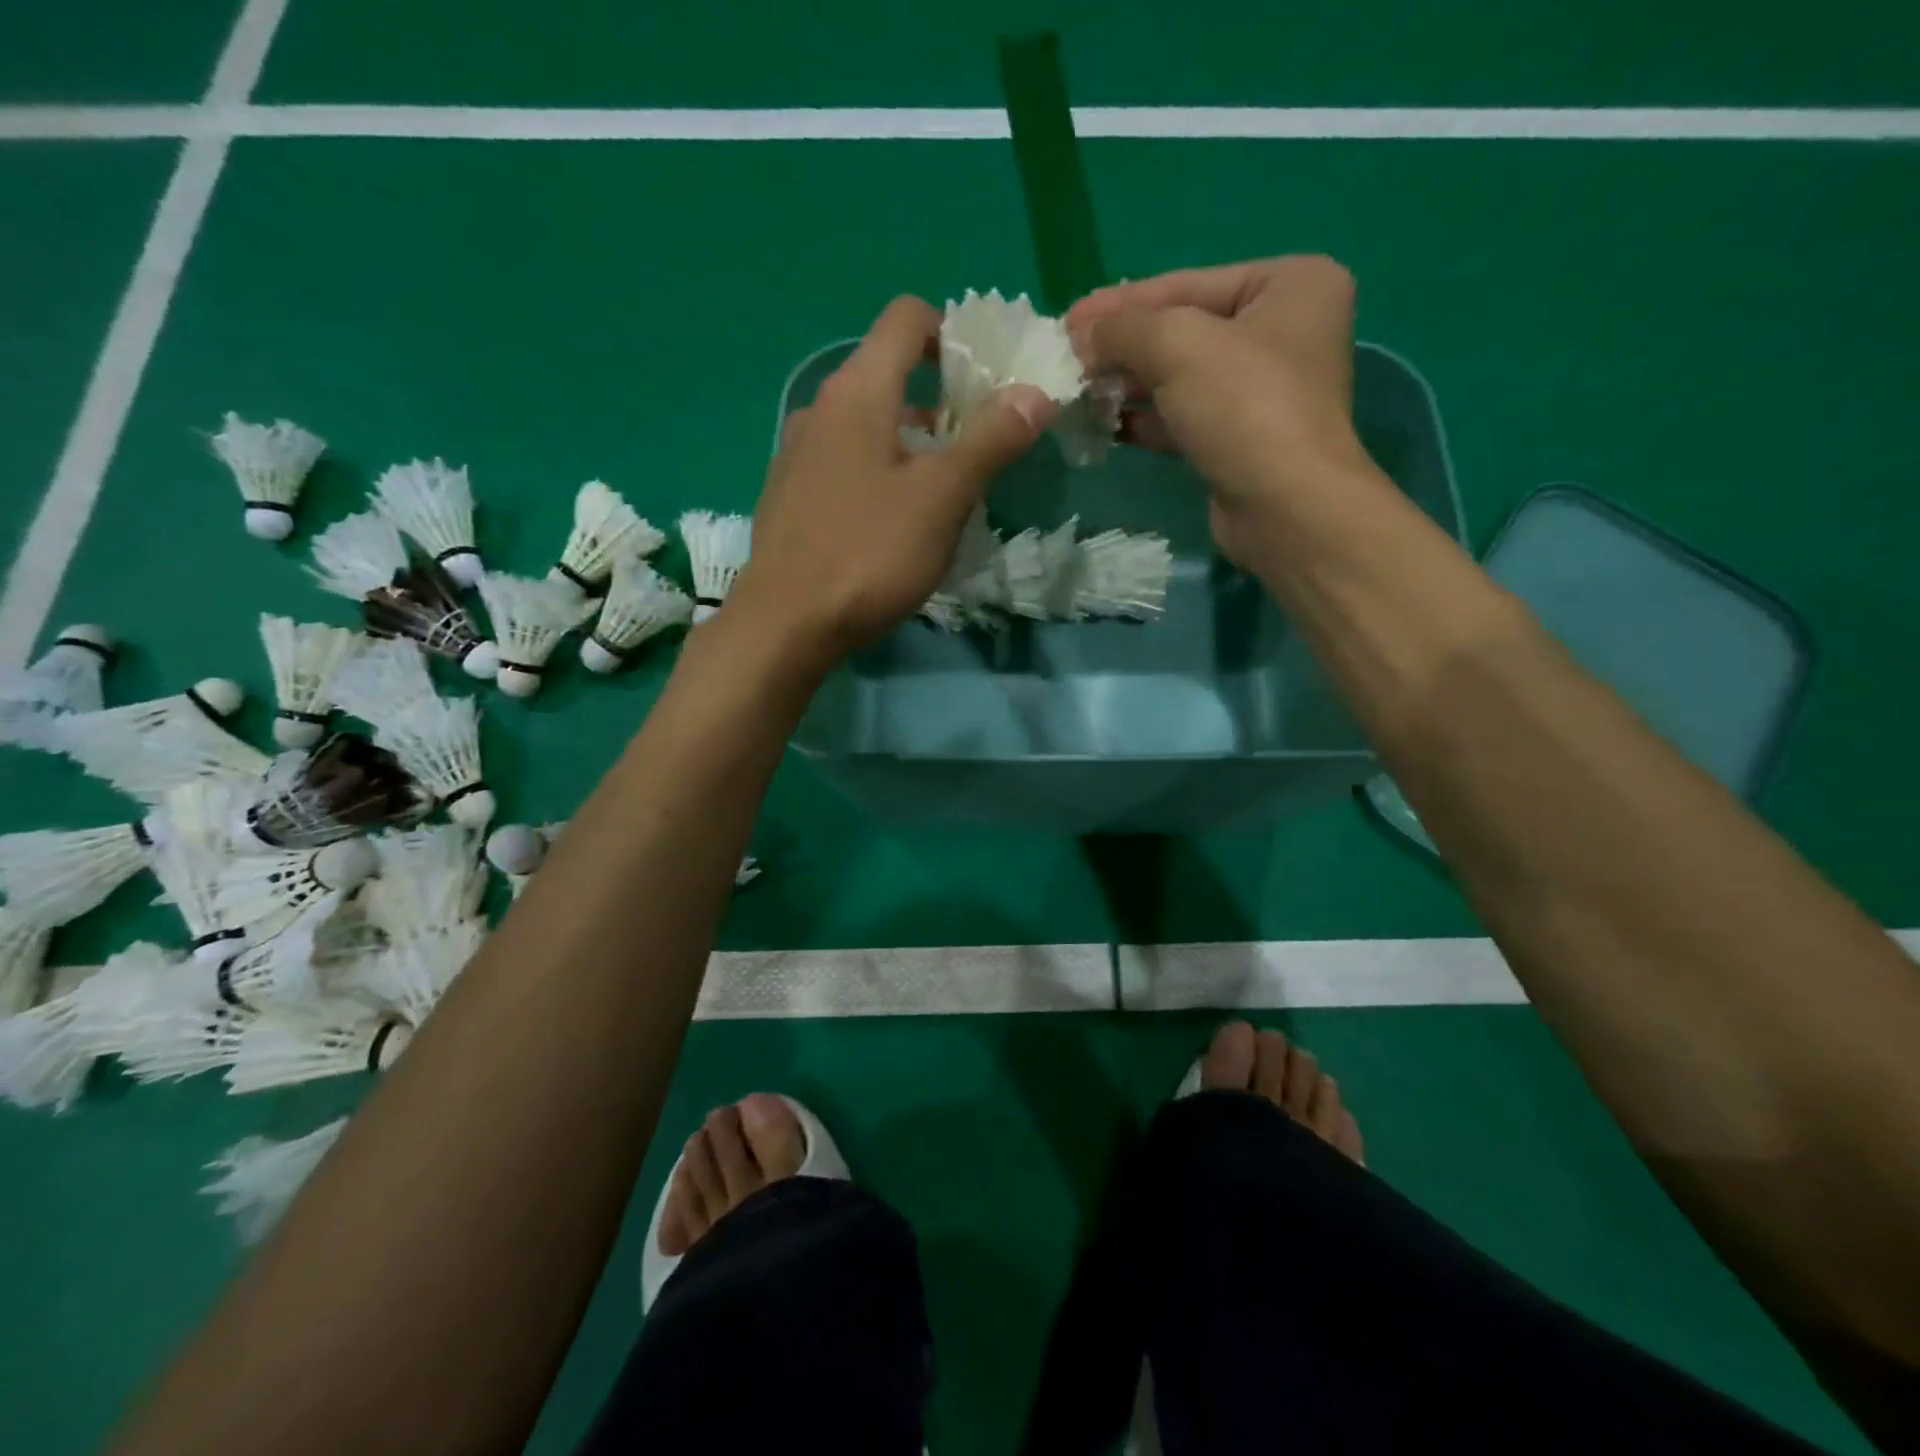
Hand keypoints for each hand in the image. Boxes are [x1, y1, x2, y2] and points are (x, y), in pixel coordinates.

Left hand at [730, 295, 1057, 669]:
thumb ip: (990, 441)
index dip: (953, 332)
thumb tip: (1035, 393)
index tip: (985, 378)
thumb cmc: (869, 553)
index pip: (906, 319)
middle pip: (886, 373)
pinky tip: (890, 523)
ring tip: (942, 491)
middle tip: (977, 444)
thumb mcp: (942, 498)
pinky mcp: (789, 496)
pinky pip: (842, 463)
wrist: (785, 624)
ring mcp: (797, 454)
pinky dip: (876, 471)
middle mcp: (819, 409)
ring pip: (865, 424)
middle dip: (939, 399)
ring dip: (909, 441)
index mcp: (857, 392)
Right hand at [1067, 256, 1372, 574]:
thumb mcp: (1177, 345)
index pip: (1188, 284)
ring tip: (1076, 393)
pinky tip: (1102, 426)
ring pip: (1179, 378)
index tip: (1068, 319)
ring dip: (1126, 386)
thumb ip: (1124, 329)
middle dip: (1122, 347)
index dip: (1122, 302)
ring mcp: (1262, 391)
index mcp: (1290, 284)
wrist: (1284, 506)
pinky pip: (1182, 417)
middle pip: (1183, 330)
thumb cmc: (1243, 406)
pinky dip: (1143, 420)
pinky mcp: (1240, 440)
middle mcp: (1282, 331)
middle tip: (1067, 360)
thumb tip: (1082, 336)